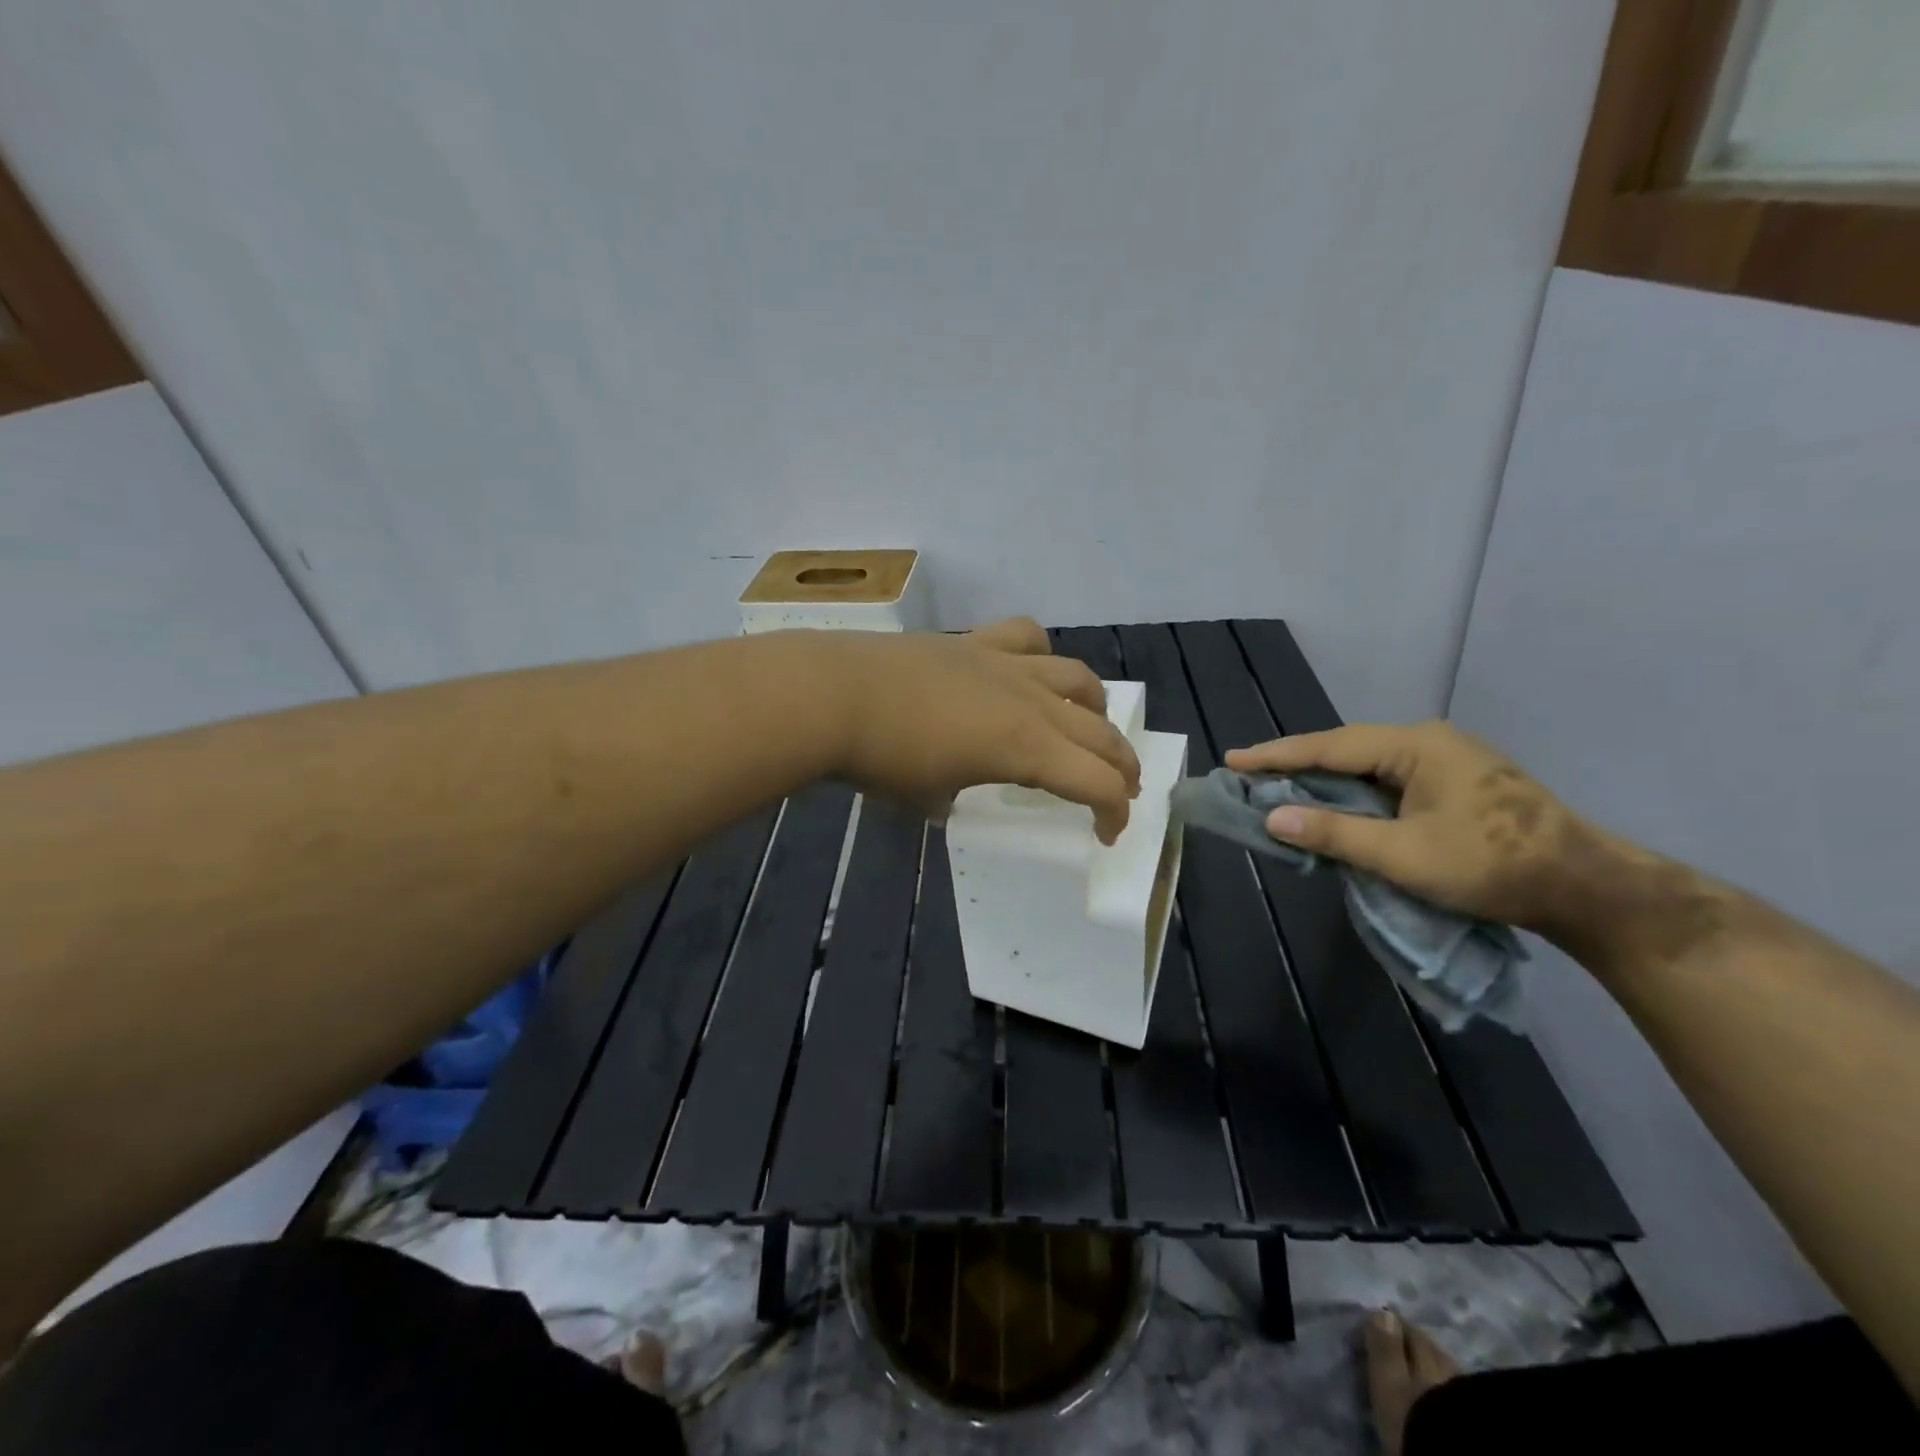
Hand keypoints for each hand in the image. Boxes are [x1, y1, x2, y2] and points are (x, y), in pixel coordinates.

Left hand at [821, 618, 1140, 842]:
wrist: (833, 695)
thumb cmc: (881, 760)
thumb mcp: (928, 800)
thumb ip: (955, 797)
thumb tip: (953, 789)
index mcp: (1025, 749)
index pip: (1095, 783)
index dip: (1112, 812)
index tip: (1106, 833)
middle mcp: (1030, 702)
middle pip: (1100, 732)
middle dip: (1121, 766)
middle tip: (1121, 789)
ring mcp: (1004, 664)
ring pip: (1078, 678)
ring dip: (1096, 708)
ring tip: (1091, 725)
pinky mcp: (975, 641)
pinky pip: (1027, 637)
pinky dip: (1042, 655)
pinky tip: (1034, 669)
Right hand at [1224, 721, 1589, 929]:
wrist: (1587, 888)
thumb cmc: (1491, 865)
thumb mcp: (1403, 854)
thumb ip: (1333, 833)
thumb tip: (1272, 817)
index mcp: (1416, 746)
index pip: (1329, 747)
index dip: (1276, 756)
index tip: (1233, 760)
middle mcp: (1428, 743)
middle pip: (1346, 751)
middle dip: (1297, 766)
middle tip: (1250, 776)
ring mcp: (1447, 763)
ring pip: (1367, 768)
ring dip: (1326, 783)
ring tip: (1281, 792)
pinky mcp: (1456, 786)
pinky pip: (1388, 783)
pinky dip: (1354, 796)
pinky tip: (1336, 809)